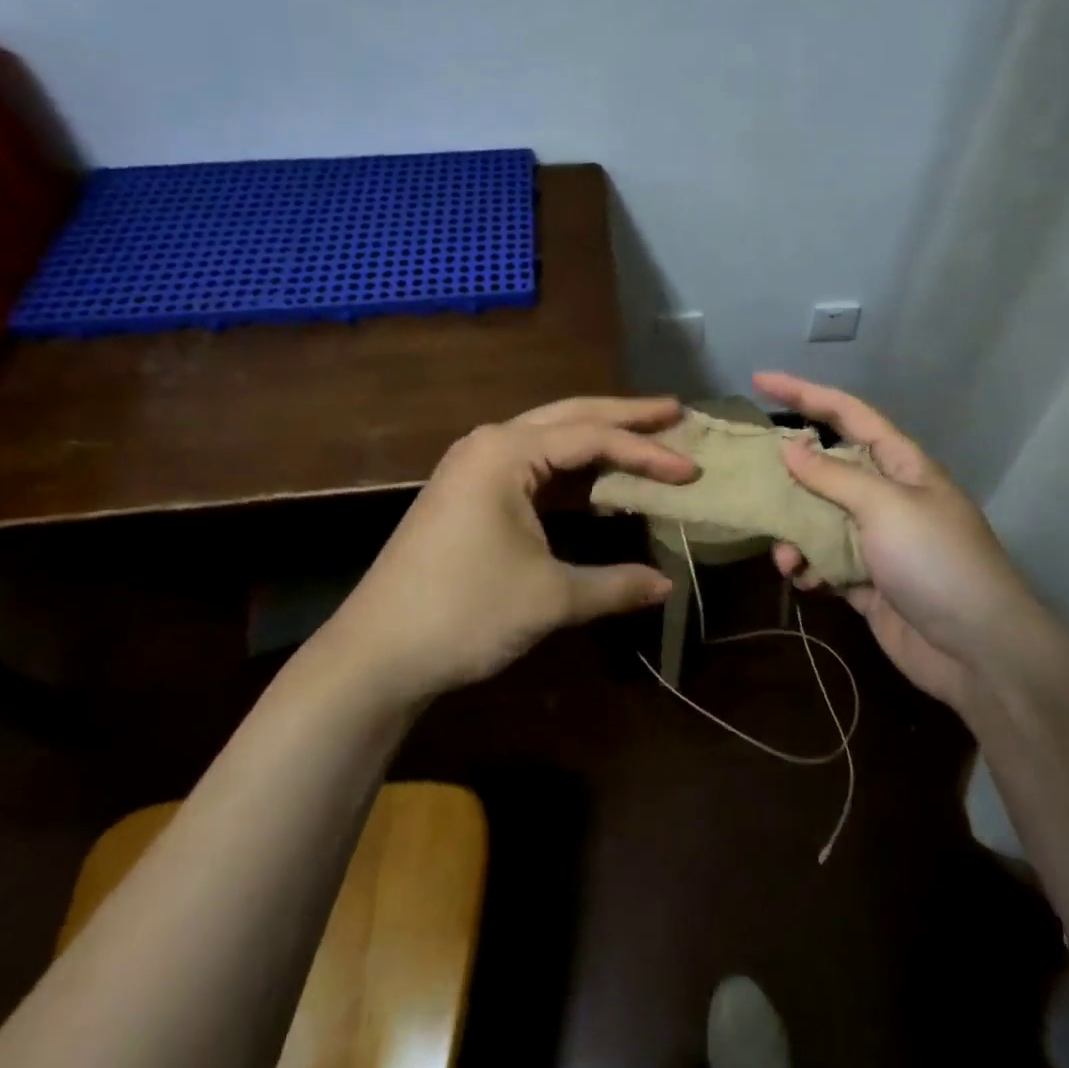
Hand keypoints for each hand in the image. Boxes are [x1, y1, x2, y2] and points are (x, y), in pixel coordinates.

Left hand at [322, 396, 696, 702]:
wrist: (376, 655)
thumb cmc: (464, 614)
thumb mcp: (549, 598)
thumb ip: (614, 585)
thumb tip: (666, 585)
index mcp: (506, 453)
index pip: (592, 438)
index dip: (647, 453)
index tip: (692, 469)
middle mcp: (489, 444)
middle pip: (570, 416)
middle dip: (625, 415)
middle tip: (675, 411)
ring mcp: (474, 466)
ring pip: (549, 436)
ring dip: (597, 436)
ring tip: (646, 433)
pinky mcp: (469, 492)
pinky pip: (533, 463)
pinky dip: (572, 466)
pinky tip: (596, 474)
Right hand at [754, 371, 1051, 713]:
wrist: (978, 651)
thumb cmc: (935, 560)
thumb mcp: (884, 506)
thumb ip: (833, 476)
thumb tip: (791, 447)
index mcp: (901, 464)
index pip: (847, 413)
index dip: (804, 393)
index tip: (759, 380)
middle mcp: (887, 496)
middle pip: (826, 468)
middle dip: (788, 475)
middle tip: (751, 478)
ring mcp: (877, 541)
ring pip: (818, 520)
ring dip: (795, 533)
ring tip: (786, 557)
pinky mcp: (866, 581)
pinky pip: (824, 561)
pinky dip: (808, 568)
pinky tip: (803, 581)